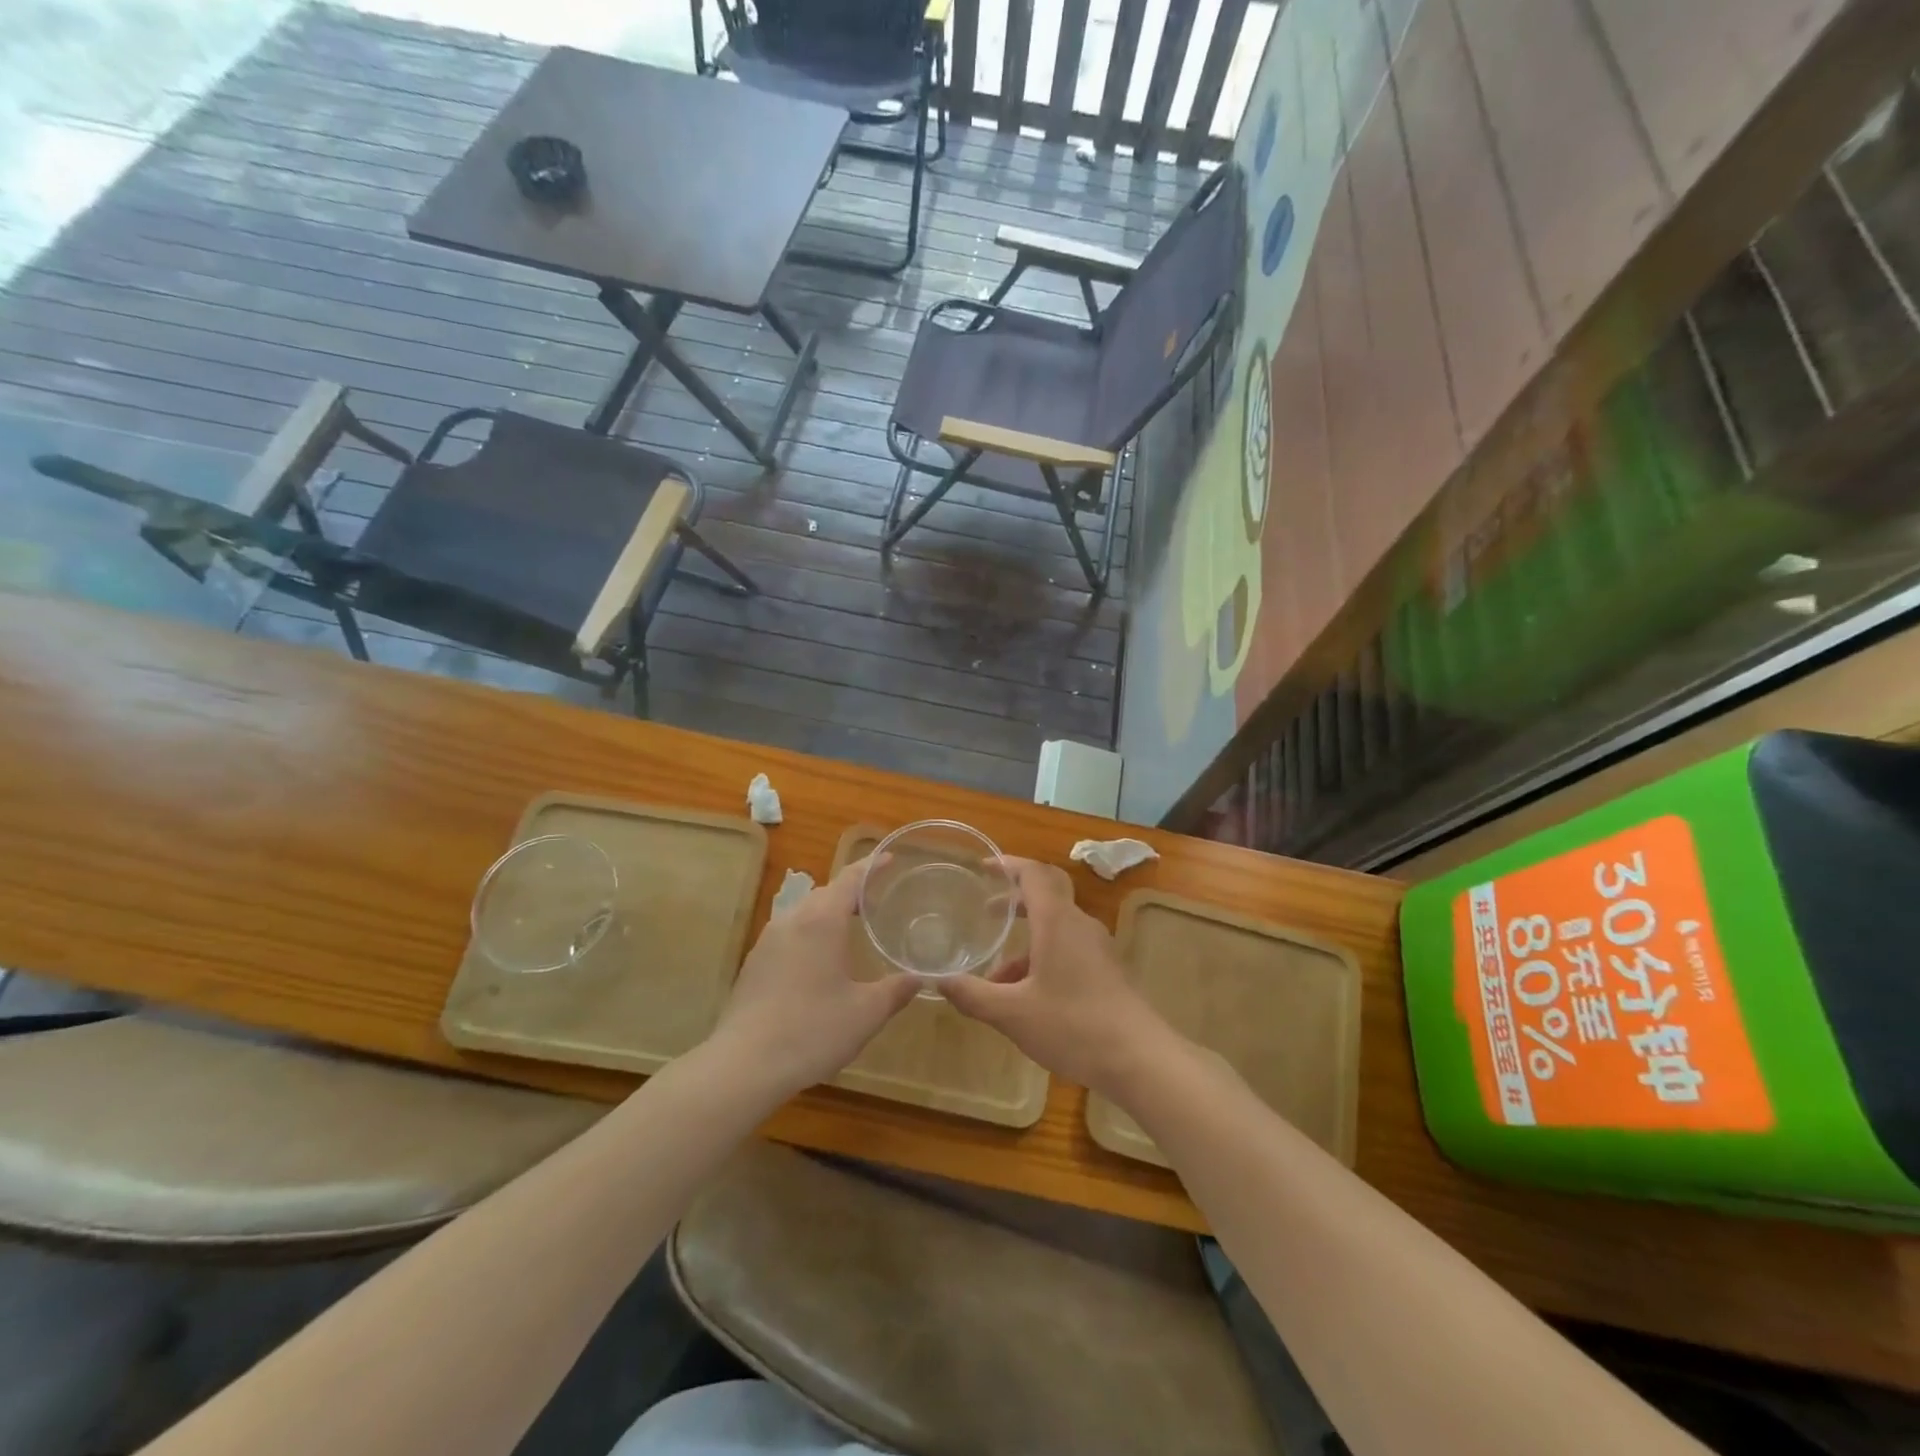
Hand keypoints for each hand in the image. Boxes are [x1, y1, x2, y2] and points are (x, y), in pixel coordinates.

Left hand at [709, 854, 918, 1097]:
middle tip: (877, 900)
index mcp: (821, 921)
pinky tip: (818, 961)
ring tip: (850, 928)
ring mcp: (768, 941)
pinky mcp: (754, 964)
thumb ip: (896, 990)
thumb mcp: (865, 1013)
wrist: (743, 1065)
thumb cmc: (812, 1031)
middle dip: (851, 891)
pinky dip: (809, 934)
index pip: (850, 879)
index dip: (872, 866)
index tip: (890, 858)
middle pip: (825, 892)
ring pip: (803, 913)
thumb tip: (920, 977)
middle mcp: (792, 920)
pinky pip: (788, 934)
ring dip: (827, 913)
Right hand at [939, 857, 1176, 1099]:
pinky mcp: (1107, 971)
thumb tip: (939, 981)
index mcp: (1057, 921)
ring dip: (1026, 942)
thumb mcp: (1012, 1014)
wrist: (1140, 1059)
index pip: (1034, 874)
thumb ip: (973, 995)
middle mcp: (1079, 925)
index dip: (1008, 865)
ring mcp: (1098, 948)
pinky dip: (1043, 959)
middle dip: (1015, 900)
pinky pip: (1069, 950)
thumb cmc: (1073, 1026)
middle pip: (1047, 896)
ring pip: (1056, 930)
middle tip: (986, 912)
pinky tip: (1026, 998)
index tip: (983, 867)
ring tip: (995, 976)